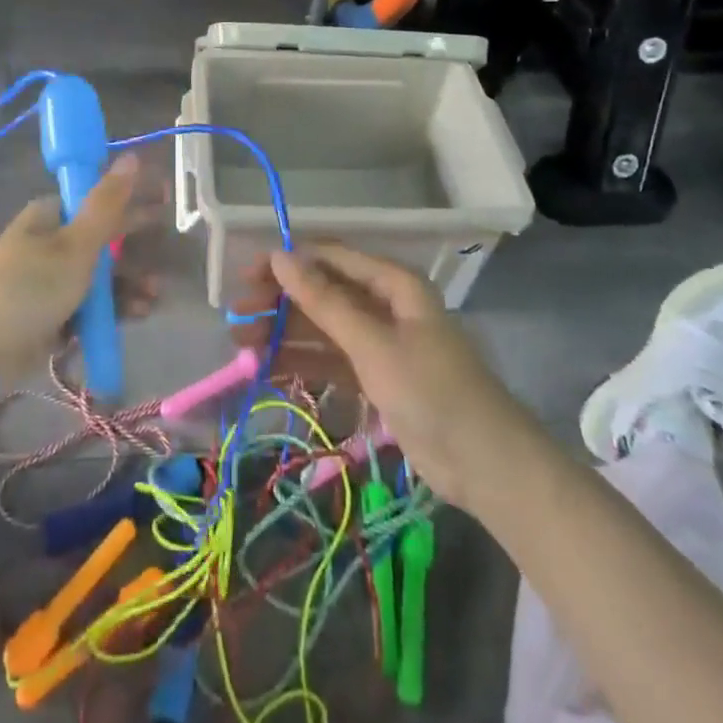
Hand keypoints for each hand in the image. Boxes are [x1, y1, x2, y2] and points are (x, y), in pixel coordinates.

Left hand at [0, 153, 150, 373]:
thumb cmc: (31, 286)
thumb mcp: (77, 244)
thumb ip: (108, 203)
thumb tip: (132, 155)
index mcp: (52, 215)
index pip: (99, 199)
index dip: (133, 200)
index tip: (165, 205)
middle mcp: (50, 243)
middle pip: (103, 240)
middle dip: (136, 250)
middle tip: (167, 260)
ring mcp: (49, 280)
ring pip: (100, 277)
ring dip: (129, 285)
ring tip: (154, 298)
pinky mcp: (50, 315)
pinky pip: (89, 306)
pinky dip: (112, 310)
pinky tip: (137, 315)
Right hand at [231, 244, 513, 513]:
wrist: (486, 466)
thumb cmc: (431, 391)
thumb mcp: (372, 343)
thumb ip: (324, 300)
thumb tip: (280, 256)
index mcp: (392, 283)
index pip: (330, 258)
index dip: (287, 263)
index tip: (246, 277)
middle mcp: (384, 305)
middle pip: (323, 294)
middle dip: (279, 304)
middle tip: (237, 320)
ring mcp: (380, 343)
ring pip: (323, 329)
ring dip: (285, 336)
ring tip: (242, 349)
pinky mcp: (377, 378)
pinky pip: (331, 361)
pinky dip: (302, 364)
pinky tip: (268, 371)